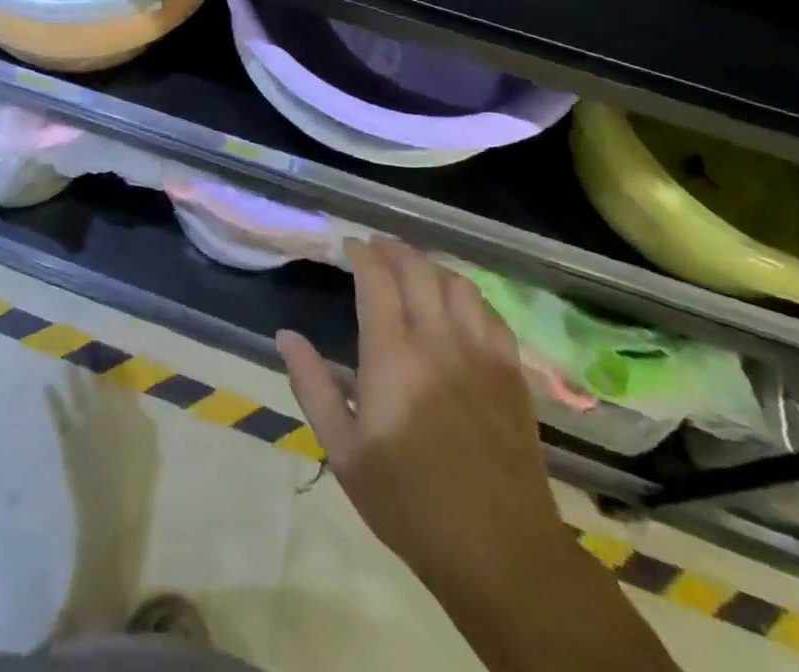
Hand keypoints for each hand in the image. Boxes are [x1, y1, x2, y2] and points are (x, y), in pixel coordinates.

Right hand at [277, 238, 565, 597]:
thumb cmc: (409, 503)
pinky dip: (469, 295)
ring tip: (414, 269)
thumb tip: (286, 335)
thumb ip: (312, 386)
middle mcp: (438, 340)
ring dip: (431, 266)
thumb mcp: (344, 452)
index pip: (376, 278)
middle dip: (393, 248)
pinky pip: (491, 313)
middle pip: (418, 269)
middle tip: (376, 247)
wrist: (501, 553)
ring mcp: (481, 353)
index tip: (348, 245)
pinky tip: (458, 304)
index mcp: (393, 356)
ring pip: (457, 283)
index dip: (361, 253)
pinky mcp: (512, 373)